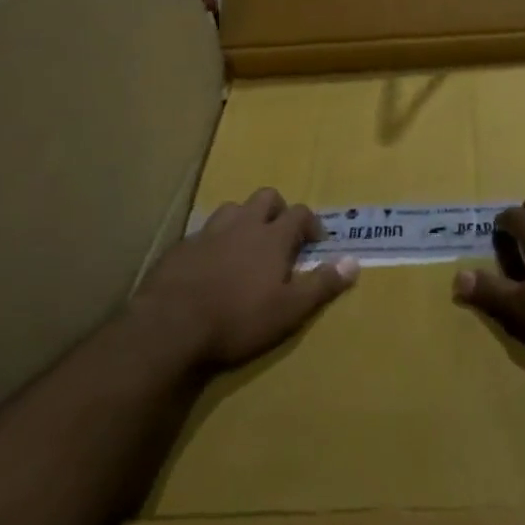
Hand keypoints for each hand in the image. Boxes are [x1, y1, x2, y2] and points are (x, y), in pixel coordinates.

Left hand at [133, 187, 357, 370]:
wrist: (170, 326)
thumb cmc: (238, 319)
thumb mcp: (289, 310)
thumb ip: (322, 284)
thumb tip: (354, 262)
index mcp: (272, 237)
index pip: (299, 213)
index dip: (311, 223)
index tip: (315, 241)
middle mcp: (243, 224)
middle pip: (265, 197)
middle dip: (277, 210)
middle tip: (281, 236)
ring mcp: (209, 232)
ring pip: (233, 208)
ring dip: (244, 219)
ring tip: (246, 245)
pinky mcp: (181, 247)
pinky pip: (204, 232)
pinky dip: (215, 240)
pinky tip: (211, 263)